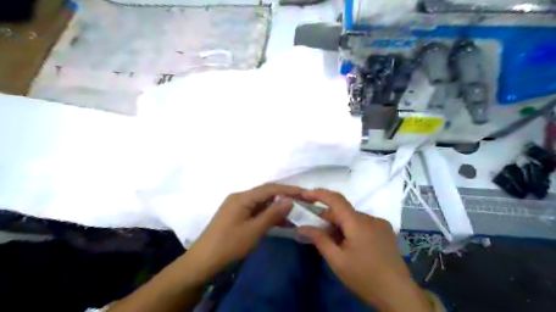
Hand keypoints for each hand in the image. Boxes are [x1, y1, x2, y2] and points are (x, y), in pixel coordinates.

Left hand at [184, 183, 303, 282]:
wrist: (203, 261)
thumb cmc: (229, 245)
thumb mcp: (254, 230)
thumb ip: (272, 214)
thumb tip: (289, 200)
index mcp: (242, 197)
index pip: (269, 188)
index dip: (288, 189)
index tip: (304, 192)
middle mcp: (240, 197)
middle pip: (265, 193)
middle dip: (284, 196)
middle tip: (301, 201)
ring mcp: (237, 206)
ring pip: (262, 202)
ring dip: (277, 207)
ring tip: (294, 211)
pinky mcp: (237, 216)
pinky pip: (256, 211)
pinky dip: (268, 215)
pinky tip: (279, 221)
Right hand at [298, 189, 430, 310]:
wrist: (398, 295)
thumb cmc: (364, 277)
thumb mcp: (337, 260)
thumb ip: (319, 240)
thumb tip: (302, 227)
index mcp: (357, 222)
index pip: (336, 199)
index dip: (319, 193)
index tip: (305, 194)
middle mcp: (370, 218)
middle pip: (344, 211)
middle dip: (328, 217)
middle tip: (315, 229)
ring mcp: (380, 224)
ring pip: (353, 217)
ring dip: (340, 224)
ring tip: (332, 241)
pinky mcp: (386, 231)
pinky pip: (363, 223)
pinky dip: (352, 228)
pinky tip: (350, 244)